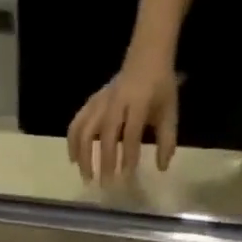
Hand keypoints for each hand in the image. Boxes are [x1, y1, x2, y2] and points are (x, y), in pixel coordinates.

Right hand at [67, 53, 179, 181]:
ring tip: (86, 176)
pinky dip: (72, 142)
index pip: (131, 132)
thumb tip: (161, 167)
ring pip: (85, 129)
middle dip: (104, 161)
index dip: (129, 155)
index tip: (127, 176)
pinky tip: (74, 159)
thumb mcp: (169, 111)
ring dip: (83, 155)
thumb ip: (166, 139)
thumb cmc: (160, 88)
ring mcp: (100, 101)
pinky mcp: (91, 103)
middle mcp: (116, 102)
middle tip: (105, 184)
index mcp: (138, 102)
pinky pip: (76, 123)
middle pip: (105, 134)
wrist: (146, 57)